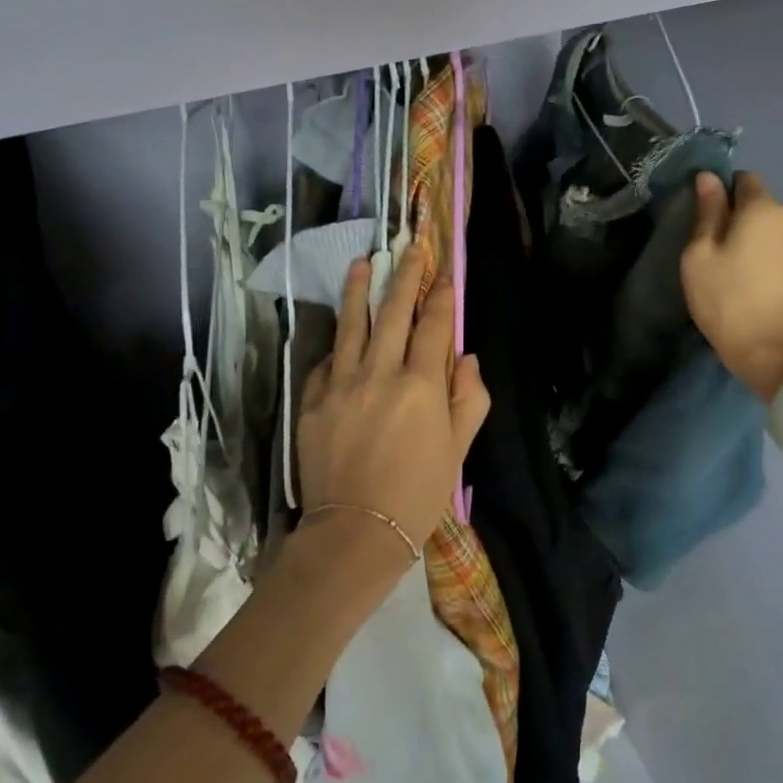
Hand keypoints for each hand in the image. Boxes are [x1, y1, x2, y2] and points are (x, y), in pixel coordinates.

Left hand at [297, 246, 490, 556]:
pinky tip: (340, 332)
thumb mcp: (459, 450)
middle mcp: (379, 374)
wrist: (354, 533)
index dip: (442, 296)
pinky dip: (337, 344)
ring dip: (359, 290)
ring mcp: (340, 384)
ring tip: (362, 262)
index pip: (434, 326)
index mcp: (420, 386)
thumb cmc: (418, 494)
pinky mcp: (312, 400)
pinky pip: (326, 361)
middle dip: (404, 276)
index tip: (445, 272)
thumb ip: (469, 398)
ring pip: (351, 325)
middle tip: (410, 248)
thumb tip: (465, 357)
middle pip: (393, 313)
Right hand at [681, 170, 782, 401]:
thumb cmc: (727, 298)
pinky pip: (781, 251)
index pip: (743, 178)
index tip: (704, 216)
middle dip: (737, 215)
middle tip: (712, 246)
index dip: (722, 190)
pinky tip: (752, 282)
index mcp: (762, 208)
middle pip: (759, 204)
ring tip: (732, 267)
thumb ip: (707, 212)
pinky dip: (766, 258)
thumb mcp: (700, 254)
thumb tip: (708, 178)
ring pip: (771, 229)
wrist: (776, 351)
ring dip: (753, 238)